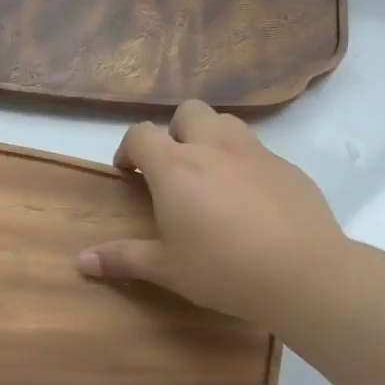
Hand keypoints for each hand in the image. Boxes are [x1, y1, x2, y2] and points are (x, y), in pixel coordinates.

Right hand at [78, 101, 347, 331]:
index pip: (140, 134)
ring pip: (226, 122)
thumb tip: (81, 261)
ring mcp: (255, 153)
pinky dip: (245, 163)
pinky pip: (259, 151)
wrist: (303, 273)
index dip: (129, 149)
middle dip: (174, 131)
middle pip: (187, 111)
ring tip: (211, 175)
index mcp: (175, 167)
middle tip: (174, 168)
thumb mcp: (167, 268)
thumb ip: (123, 258)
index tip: (128, 173)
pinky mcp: (288, 167)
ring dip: (211, 138)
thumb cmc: (223, 269)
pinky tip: (251, 200)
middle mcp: (213, 147)